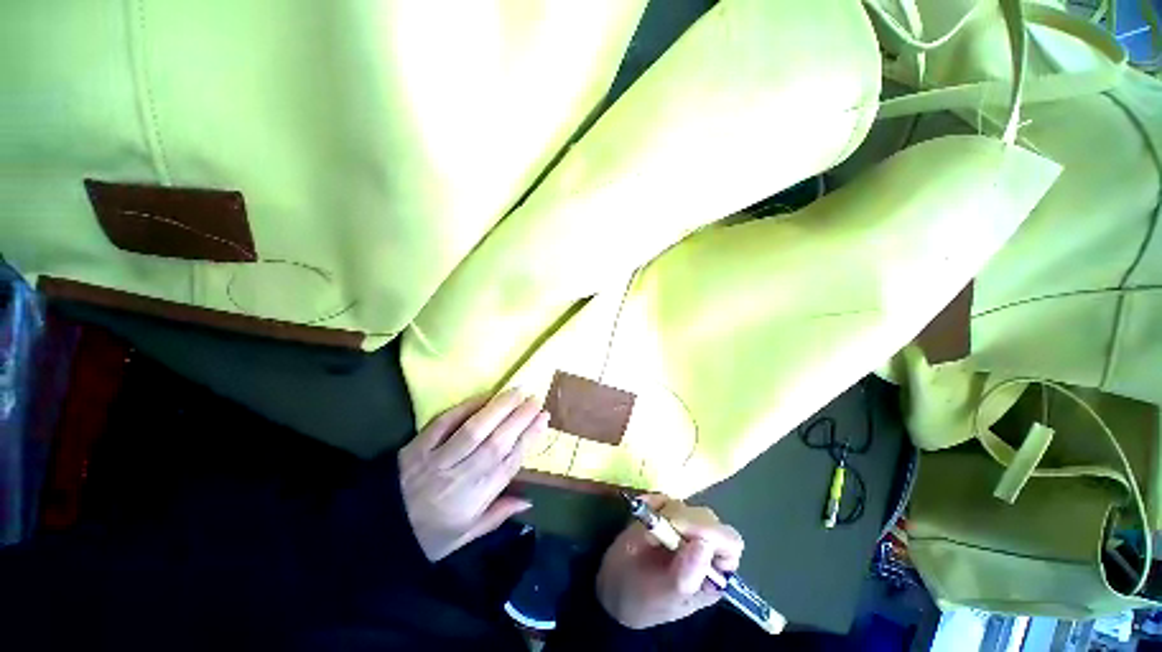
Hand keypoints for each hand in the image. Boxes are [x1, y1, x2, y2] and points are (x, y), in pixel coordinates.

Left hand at [399, 390, 548, 560]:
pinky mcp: (419, 445)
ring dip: (499, 407)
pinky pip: (445, 422)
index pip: (510, 462)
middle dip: (520, 418)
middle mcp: (462, 475)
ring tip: (517, 391)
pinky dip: (466, 407)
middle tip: (536, 399)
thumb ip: (498, 515)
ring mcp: (439, 458)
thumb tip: (530, 500)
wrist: (378, 531)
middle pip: (497, 441)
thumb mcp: (465, 536)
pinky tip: (484, 396)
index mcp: (476, 497)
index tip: (543, 419)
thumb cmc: (428, 535)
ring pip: (475, 429)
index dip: (529, 438)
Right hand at [596, 495, 743, 629]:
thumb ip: (685, 576)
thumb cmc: (642, 601)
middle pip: (708, 519)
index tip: (681, 529)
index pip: (729, 543)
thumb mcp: (663, 597)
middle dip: (682, 521)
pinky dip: (653, 500)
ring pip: (685, 507)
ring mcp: (683, 528)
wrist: (613, 588)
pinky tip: (642, 508)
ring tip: (644, 535)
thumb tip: (703, 545)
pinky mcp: (664, 515)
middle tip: (656, 529)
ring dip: (664, 513)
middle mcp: (704, 547)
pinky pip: (664, 498)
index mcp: (713, 573)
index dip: (711, 532)